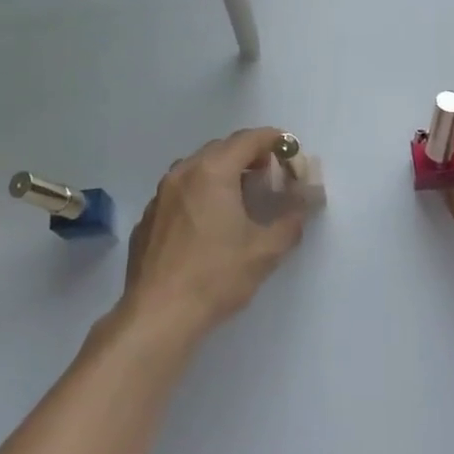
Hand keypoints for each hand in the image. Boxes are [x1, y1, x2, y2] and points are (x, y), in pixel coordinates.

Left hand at [115, 127, 311, 349]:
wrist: (158, 314)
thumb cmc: (215, 277)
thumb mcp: (264, 251)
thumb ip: (290, 221)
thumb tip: (305, 203)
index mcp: (212, 172)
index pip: (247, 139)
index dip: (272, 139)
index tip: (289, 148)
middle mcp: (183, 173)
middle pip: (220, 149)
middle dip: (247, 154)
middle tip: (268, 174)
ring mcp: (160, 195)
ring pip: (195, 168)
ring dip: (220, 172)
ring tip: (238, 196)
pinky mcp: (147, 218)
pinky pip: (178, 191)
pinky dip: (198, 193)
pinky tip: (206, 222)